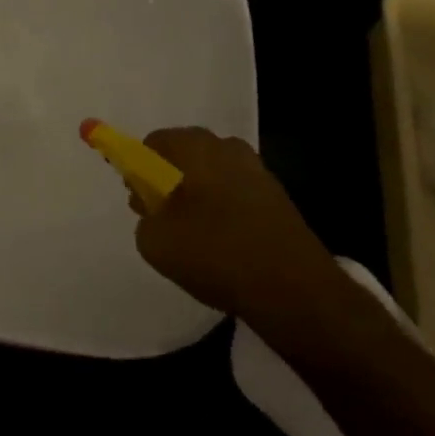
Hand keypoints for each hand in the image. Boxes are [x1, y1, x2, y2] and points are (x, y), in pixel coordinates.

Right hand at [132, 127, 356, 354]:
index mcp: (194, 145)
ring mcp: (257, 170)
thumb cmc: (216, 254)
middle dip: (168, 183)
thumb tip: (155, 212)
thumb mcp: (154, 241)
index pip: (152, 144)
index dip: (137, 170)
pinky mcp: (278, 198)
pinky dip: (224, 213)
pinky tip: (223, 248)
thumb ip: (144, 218)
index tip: (138, 201)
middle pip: (183, 157)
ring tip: (194, 241)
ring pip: (211, 177)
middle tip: (161, 221)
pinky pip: (236, 196)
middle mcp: (226, 146)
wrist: (296, 291)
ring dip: (197, 199)